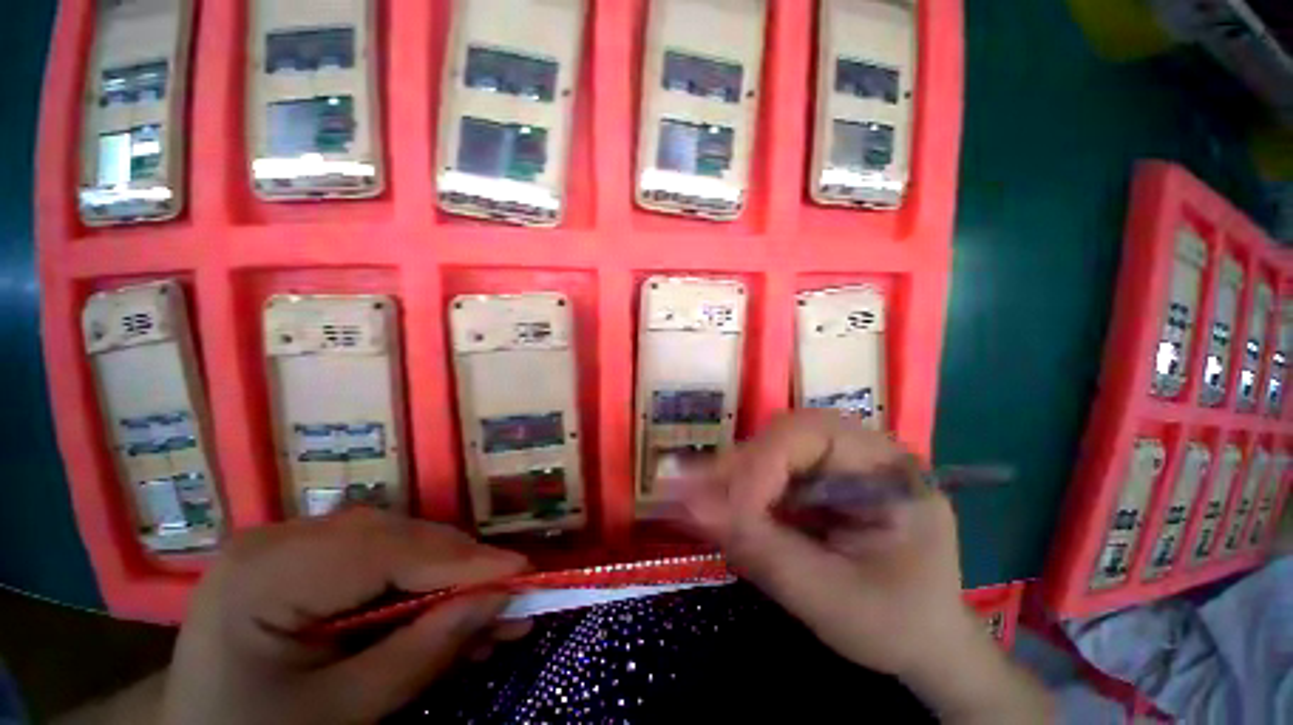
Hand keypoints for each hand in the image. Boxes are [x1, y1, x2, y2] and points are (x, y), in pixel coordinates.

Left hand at [161, 509, 528, 724]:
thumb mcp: (340, 714)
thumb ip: (422, 653)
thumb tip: (500, 599)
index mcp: (265, 574)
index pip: (384, 551)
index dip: (461, 560)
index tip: (521, 572)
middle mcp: (279, 537)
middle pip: (396, 538)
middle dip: (460, 567)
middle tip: (510, 594)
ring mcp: (291, 539)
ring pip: (397, 541)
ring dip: (447, 573)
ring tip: (489, 604)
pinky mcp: (306, 551)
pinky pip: (381, 553)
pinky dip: (421, 578)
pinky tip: (448, 603)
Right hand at [662, 411, 1051, 722]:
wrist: (924, 641)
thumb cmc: (894, 623)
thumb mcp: (830, 599)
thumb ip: (761, 549)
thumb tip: (692, 505)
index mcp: (889, 470)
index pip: (814, 436)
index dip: (762, 464)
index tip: (725, 508)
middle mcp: (863, 451)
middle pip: (788, 433)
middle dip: (744, 466)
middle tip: (703, 498)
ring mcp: (841, 462)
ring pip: (773, 447)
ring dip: (738, 476)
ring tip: (710, 506)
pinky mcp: (820, 477)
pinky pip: (772, 468)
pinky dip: (745, 489)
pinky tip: (730, 509)